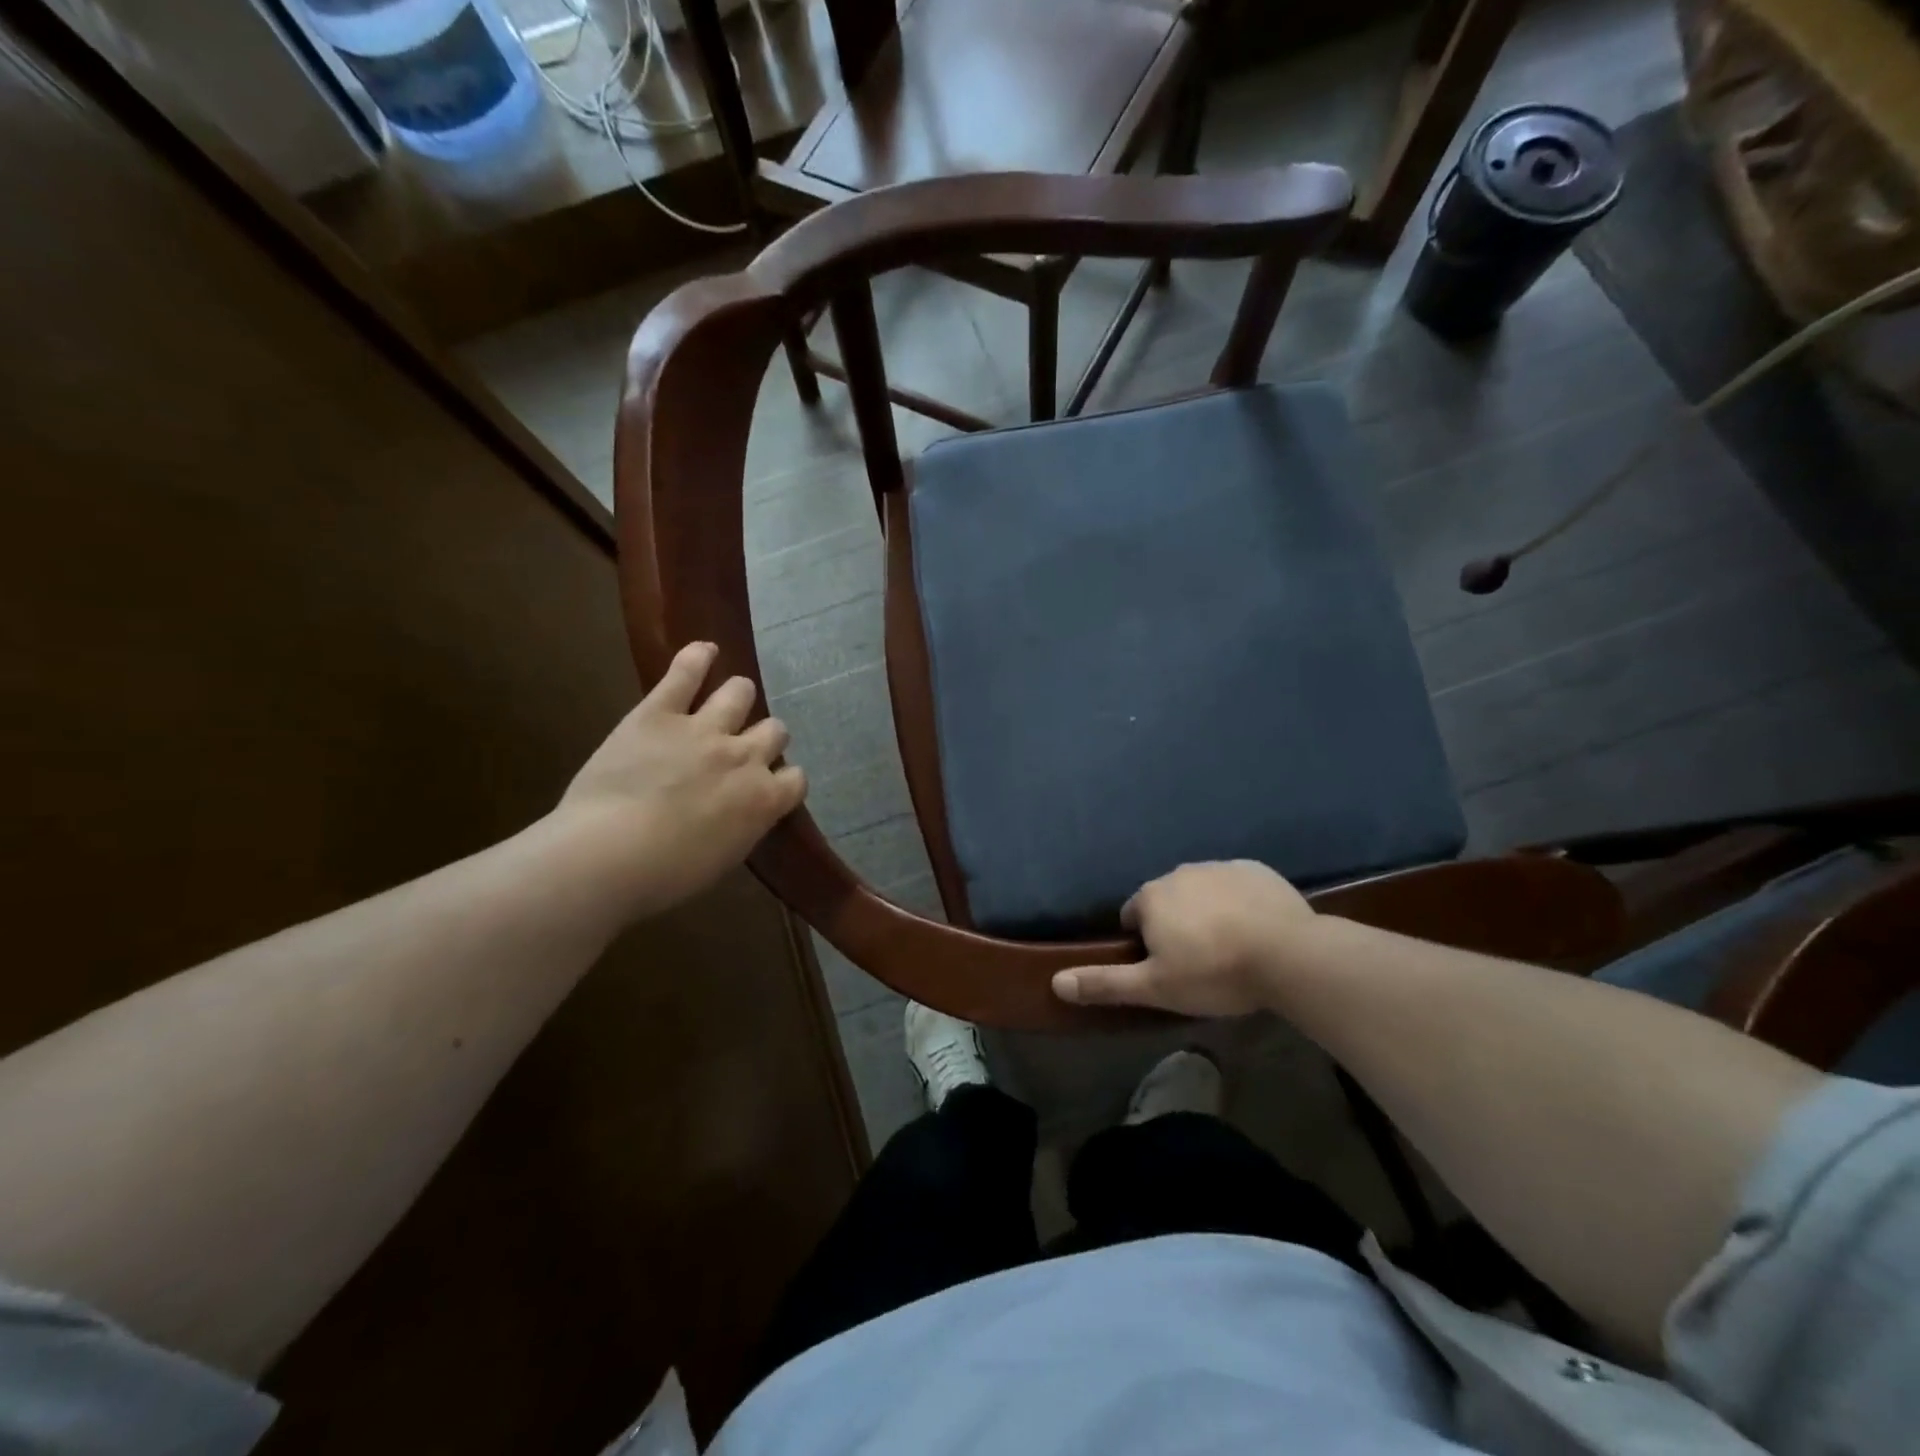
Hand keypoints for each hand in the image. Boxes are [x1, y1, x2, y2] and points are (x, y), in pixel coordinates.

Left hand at [551, 641, 806, 917]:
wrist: (609, 855)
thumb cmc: (665, 875)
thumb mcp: (723, 859)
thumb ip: (743, 826)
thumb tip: (743, 813)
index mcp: (764, 799)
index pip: (796, 777)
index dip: (783, 779)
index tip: (767, 785)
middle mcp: (745, 757)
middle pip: (774, 730)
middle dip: (764, 737)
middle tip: (741, 748)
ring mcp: (704, 729)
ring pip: (740, 693)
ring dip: (738, 697)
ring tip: (728, 700)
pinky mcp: (659, 712)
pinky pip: (685, 673)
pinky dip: (697, 657)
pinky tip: (704, 650)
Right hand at [1051, 861, 1313, 1016]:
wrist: (1289, 955)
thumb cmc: (1214, 972)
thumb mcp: (1155, 988)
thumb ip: (1105, 982)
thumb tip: (1055, 982)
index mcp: (1151, 897)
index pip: (1133, 916)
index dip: (1145, 944)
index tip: (1167, 968)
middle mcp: (1179, 873)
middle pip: (1167, 901)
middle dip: (1175, 925)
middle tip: (1199, 962)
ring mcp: (1219, 867)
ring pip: (1201, 891)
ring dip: (1206, 912)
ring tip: (1230, 948)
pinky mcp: (1255, 870)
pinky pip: (1236, 885)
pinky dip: (1238, 902)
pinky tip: (1255, 930)